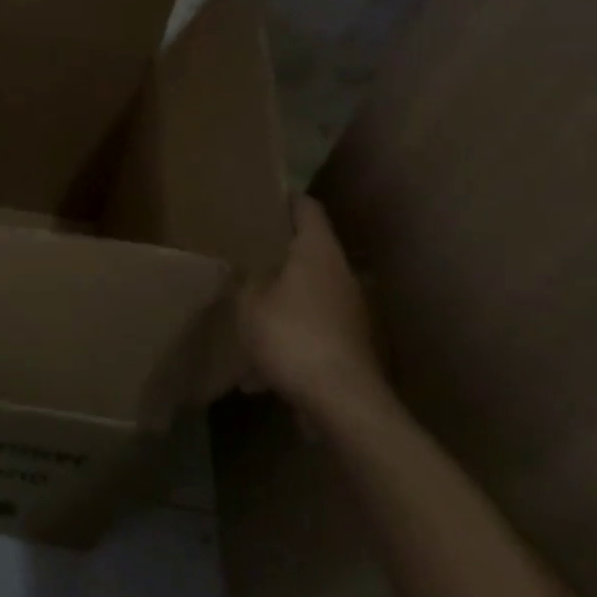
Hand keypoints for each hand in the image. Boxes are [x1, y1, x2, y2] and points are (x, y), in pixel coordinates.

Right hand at [238, 195, 388, 422]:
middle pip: (310, 250)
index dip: (286, 198)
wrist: (343, 401)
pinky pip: (312, 329)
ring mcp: (350, 310)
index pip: (307, 208)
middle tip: (246, 250)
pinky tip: (260, 371)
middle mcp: (341, 274)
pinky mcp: (350, 344)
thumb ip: (245, 279)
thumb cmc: (292, 336)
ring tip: (248, 311)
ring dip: (282, 299)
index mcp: (317, 252)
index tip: (263, 196)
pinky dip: (289, 337)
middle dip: (279, 252)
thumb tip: (247, 268)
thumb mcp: (249, 302)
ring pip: (309, 292)